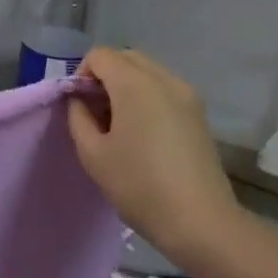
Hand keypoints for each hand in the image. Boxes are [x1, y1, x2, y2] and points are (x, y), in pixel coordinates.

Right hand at [67, 49, 249, 270]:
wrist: (199, 221)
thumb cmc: (138, 185)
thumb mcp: (93, 153)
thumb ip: (78, 117)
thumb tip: (81, 101)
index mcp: (136, 84)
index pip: (100, 56)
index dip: (81, 75)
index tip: (79, 106)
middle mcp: (165, 79)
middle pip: (126, 57)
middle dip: (104, 76)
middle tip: (94, 112)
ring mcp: (187, 95)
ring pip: (148, 72)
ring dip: (126, 85)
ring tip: (117, 124)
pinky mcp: (199, 113)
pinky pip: (164, 89)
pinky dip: (146, 97)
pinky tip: (141, 133)